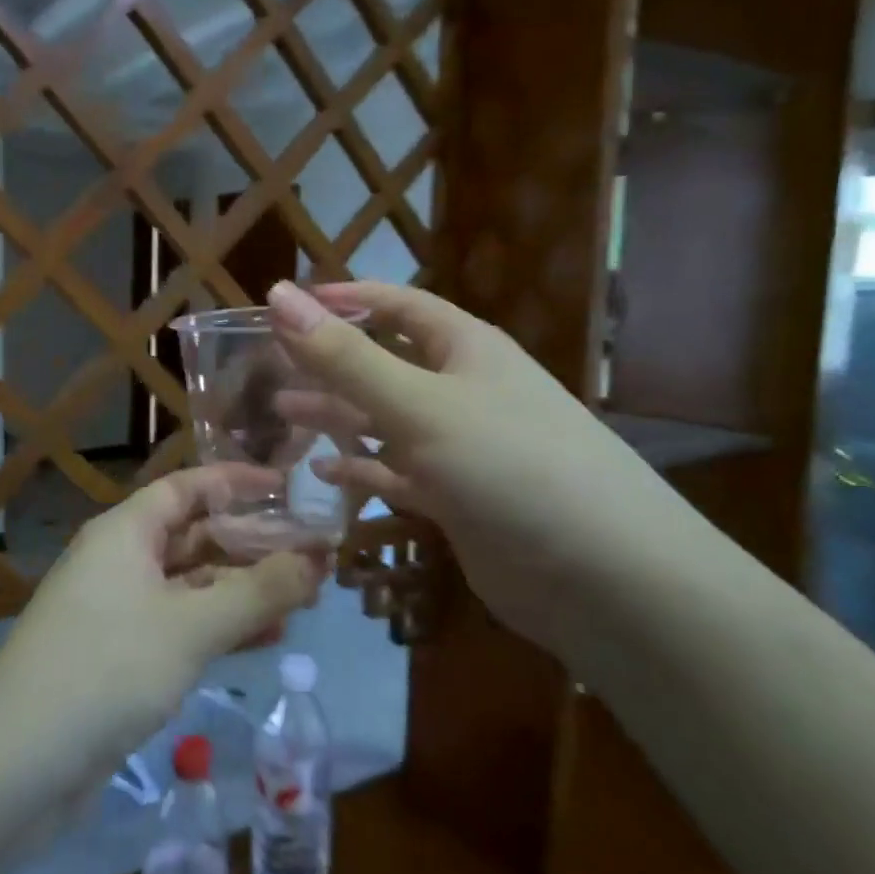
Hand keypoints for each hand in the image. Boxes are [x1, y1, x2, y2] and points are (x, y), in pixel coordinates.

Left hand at [0, 466, 325, 789]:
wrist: (16, 766)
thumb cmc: (106, 669)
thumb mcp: (192, 626)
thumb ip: (258, 591)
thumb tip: (319, 559)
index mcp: (125, 532)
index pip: (188, 487)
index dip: (238, 482)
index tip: (291, 489)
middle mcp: (121, 562)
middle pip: (194, 536)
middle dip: (252, 544)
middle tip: (313, 555)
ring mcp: (119, 612)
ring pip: (192, 586)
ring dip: (244, 590)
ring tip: (305, 598)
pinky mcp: (122, 658)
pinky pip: (182, 627)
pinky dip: (222, 628)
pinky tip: (268, 640)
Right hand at [266, 280, 670, 659]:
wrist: (604, 578)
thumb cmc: (509, 466)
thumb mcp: (419, 404)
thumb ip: (345, 356)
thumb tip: (278, 295)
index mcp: (465, 350)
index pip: (397, 305)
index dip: (344, 299)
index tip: (285, 305)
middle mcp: (463, 391)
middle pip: (386, 363)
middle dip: (331, 361)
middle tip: (270, 364)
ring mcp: (461, 448)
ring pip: (386, 421)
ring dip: (338, 415)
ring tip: (282, 411)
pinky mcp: (457, 499)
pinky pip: (398, 475)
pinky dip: (362, 471)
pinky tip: (323, 475)